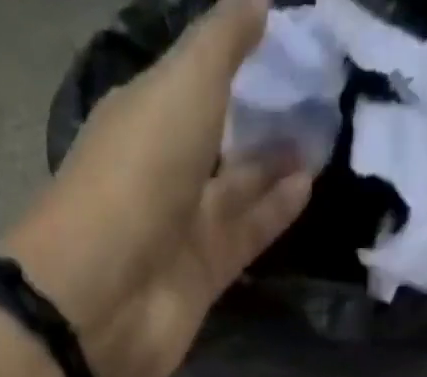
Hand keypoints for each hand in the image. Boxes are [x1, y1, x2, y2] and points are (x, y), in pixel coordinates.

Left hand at [4, 0, 312, 376]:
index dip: (231, 62)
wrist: (105, 298)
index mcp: (142, 118)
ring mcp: (179, 232)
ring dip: (273, 168)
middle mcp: (160, 174)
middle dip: (257, 120)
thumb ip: (221, 44)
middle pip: (215, 141)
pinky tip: (308, 185)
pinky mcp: (201, 279)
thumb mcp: (181, 86)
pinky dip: (273, 213)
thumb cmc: (137, 177)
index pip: (190, 84)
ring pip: (234, 192)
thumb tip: (259, 4)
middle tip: (312, 97)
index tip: (282, 42)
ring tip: (321, 139)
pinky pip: (244, 238)